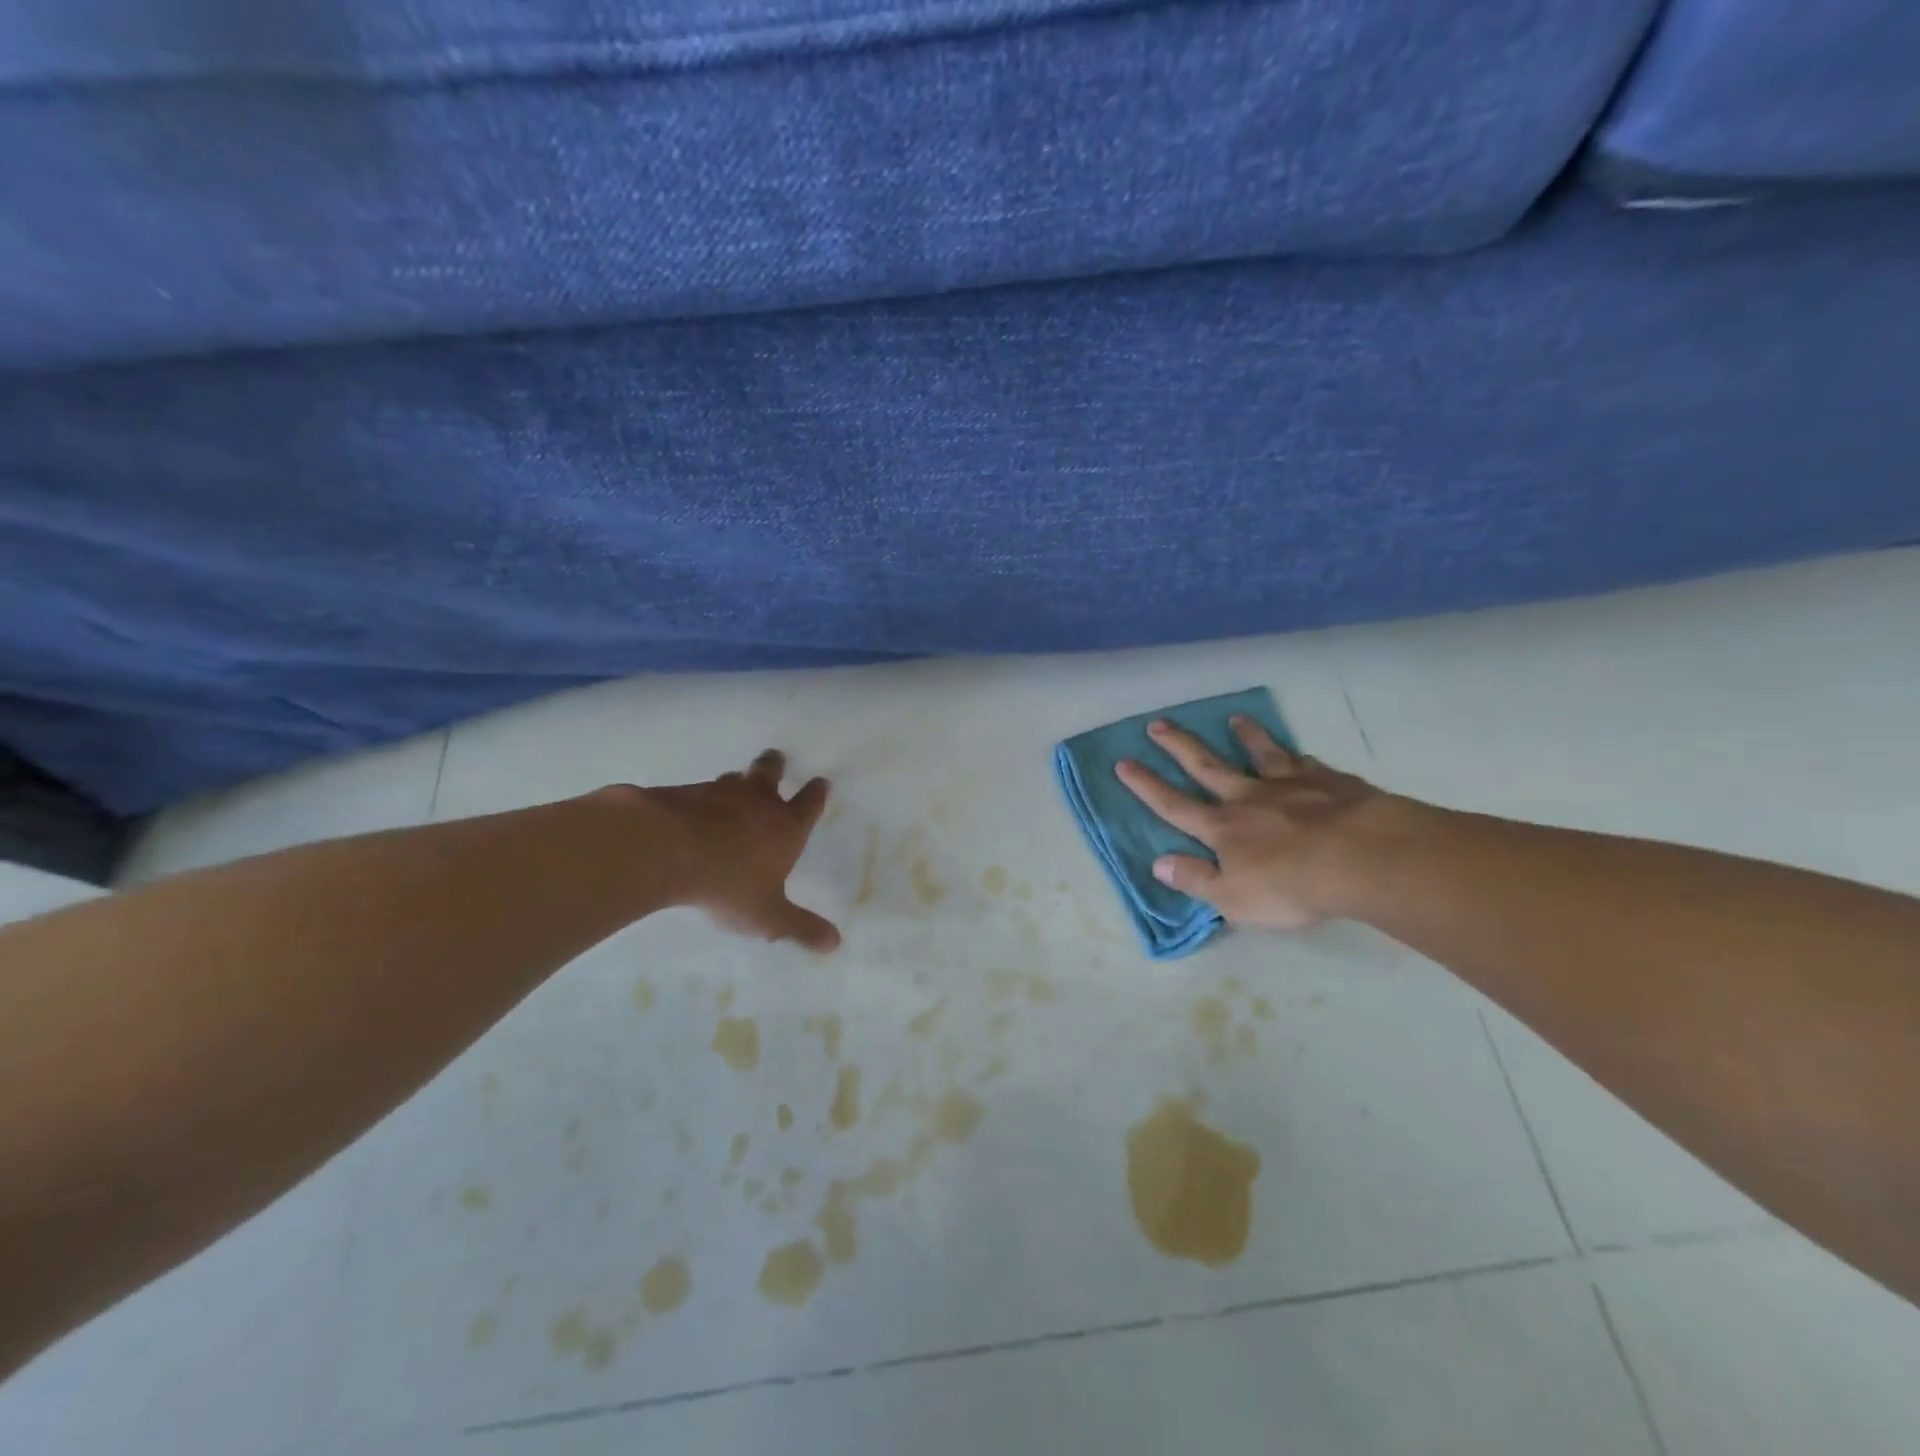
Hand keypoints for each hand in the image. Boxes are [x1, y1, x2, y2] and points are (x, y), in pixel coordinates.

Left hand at [607, 750, 840, 950]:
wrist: (665, 850)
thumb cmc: (728, 883)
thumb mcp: (767, 916)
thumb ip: (800, 928)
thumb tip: (835, 944)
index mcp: (786, 826)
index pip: (810, 803)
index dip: (817, 792)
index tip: (822, 781)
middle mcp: (757, 801)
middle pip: (771, 771)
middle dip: (776, 765)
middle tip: (776, 760)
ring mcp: (719, 793)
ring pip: (734, 779)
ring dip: (737, 781)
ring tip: (734, 785)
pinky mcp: (683, 793)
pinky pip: (698, 791)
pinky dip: (701, 798)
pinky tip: (692, 809)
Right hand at [1116, 717, 1393, 930]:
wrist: (1362, 857)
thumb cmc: (1292, 886)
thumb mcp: (1233, 899)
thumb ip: (1195, 879)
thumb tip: (1159, 863)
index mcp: (1222, 828)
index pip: (1174, 805)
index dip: (1146, 785)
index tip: (1124, 762)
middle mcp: (1249, 798)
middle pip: (1207, 766)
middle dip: (1179, 746)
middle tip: (1158, 724)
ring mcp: (1290, 785)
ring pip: (1261, 755)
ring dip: (1245, 737)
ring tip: (1235, 720)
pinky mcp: (1329, 782)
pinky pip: (1307, 765)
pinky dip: (1298, 758)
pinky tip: (1300, 754)